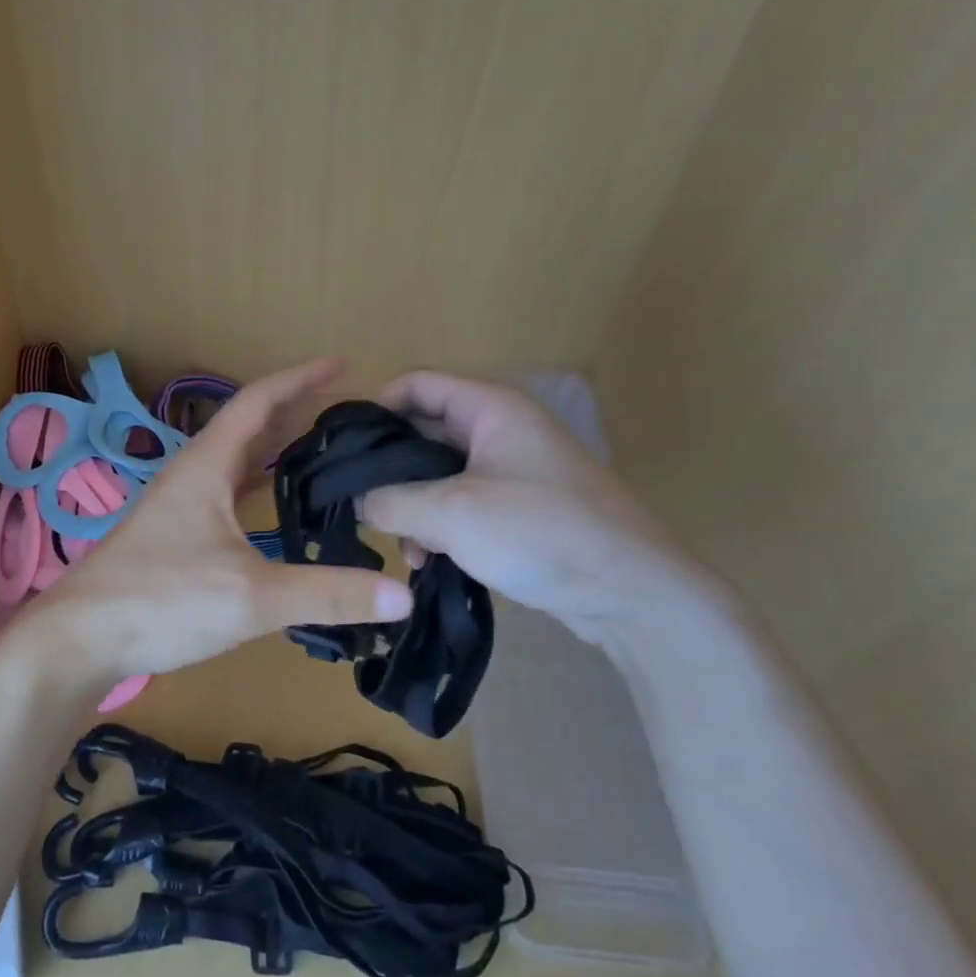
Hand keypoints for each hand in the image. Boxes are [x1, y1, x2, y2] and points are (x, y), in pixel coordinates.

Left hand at [6, 359, 414, 683]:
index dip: (301, 379)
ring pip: (237, 461)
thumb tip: (404, 595)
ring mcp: (180, 505)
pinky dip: (259, 485)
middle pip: (250, 426)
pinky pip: (228, 492)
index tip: (342, 365)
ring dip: (277, 447)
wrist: (80, 639)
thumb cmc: (162, 601)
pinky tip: (276, 503)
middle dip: (297, 410)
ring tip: (322, 447)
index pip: (259, 401)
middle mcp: (192, 474)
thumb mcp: (252, 597)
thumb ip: (327, 594)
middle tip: (347, 410)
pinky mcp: (175, 535)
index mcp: (207, 465)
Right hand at [359, 372, 718, 648]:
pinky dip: (438, 525)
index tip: (344, 449)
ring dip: (412, 505)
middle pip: (423, 431)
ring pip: (438, 473)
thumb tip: (355, 499)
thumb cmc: (539, 531)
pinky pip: (460, 502)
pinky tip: (427, 560)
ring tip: (401, 545)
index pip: (416, 384)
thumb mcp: (450, 514)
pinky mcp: (518, 507)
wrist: (631, 592)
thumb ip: (389, 501)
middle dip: (390, 469)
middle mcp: (500, 428)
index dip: (375, 408)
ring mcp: (511, 468)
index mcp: (489, 407)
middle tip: (361, 503)